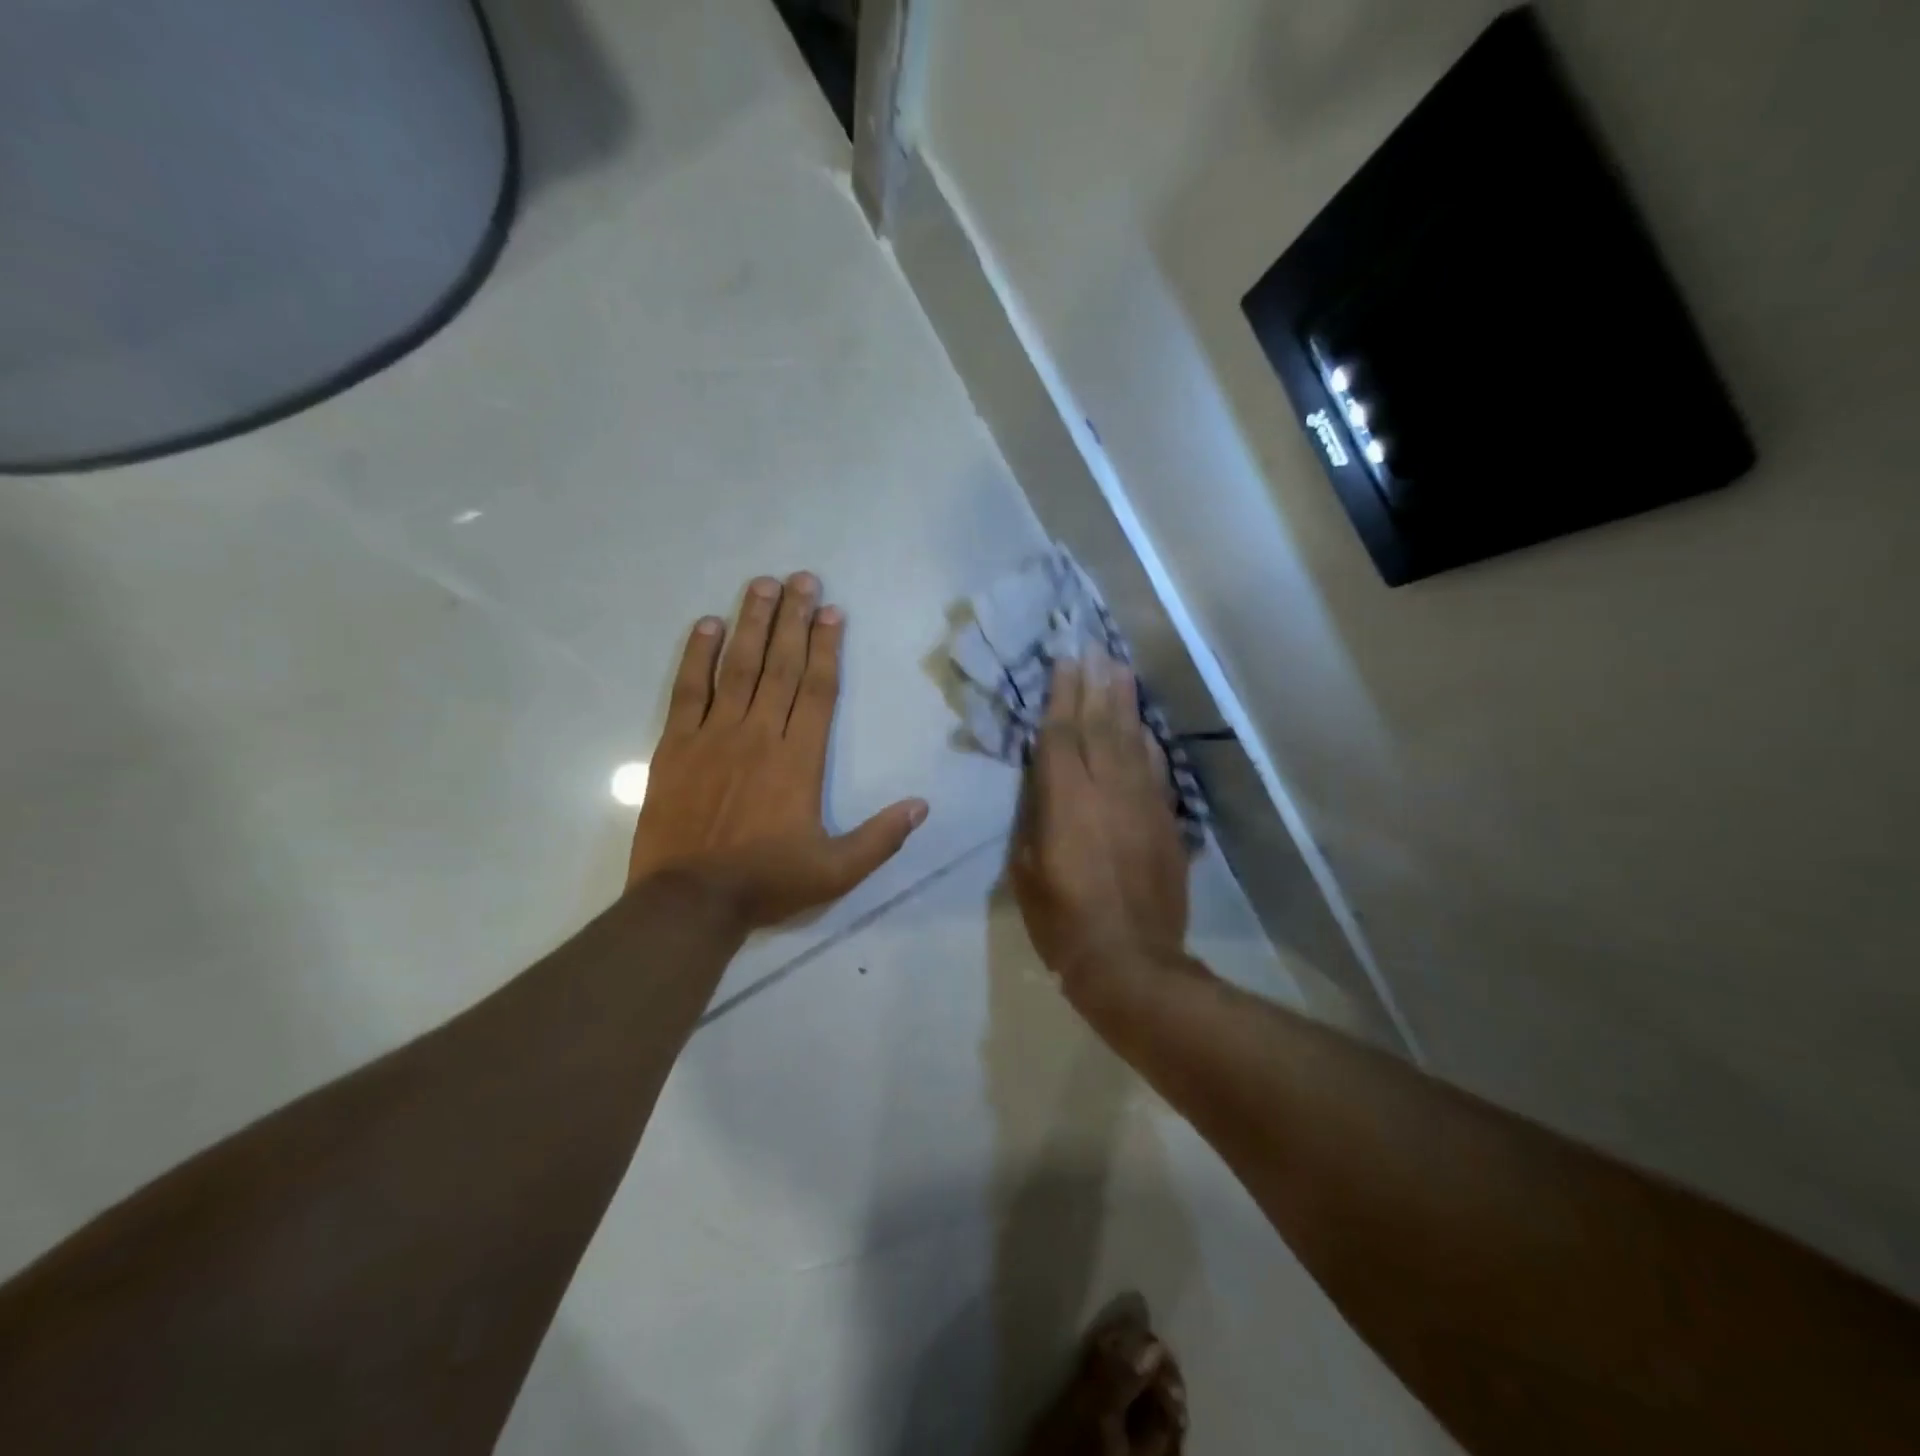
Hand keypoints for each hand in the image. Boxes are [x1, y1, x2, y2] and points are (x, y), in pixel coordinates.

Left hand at [628, 573, 927, 929]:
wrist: (690, 900)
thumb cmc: (767, 882)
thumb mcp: (837, 870)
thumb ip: (881, 837)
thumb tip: (922, 806)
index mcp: (799, 759)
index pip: (817, 689)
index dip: (826, 647)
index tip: (832, 611)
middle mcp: (759, 734)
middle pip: (781, 665)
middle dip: (794, 618)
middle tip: (802, 578)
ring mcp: (714, 735)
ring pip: (738, 667)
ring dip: (752, 623)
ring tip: (762, 584)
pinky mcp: (676, 745)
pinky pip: (688, 689)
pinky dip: (697, 655)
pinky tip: (707, 625)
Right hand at [1010, 649, 1190, 992]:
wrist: (1130, 961)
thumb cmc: (1062, 921)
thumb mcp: (1025, 871)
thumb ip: (1034, 820)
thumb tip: (1043, 787)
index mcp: (1065, 801)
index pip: (1061, 735)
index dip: (1061, 696)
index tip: (1064, 661)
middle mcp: (1106, 790)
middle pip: (1100, 725)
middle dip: (1096, 684)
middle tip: (1095, 648)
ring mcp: (1142, 803)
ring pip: (1132, 740)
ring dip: (1125, 702)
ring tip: (1120, 669)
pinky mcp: (1165, 822)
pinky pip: (1155, 770)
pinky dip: (1148, 743)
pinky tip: (1143, 726)